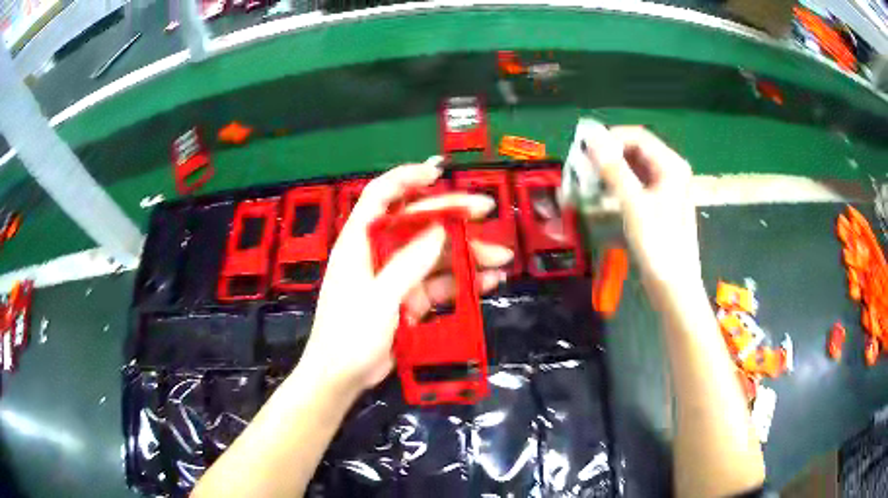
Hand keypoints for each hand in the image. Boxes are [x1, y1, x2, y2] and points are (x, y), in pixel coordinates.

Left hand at [298, 157, 512, 392]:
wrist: (343, 377)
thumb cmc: (349, 336)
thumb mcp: (378, 299)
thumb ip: (408, 265)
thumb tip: (441, 230)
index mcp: (359, 242)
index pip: (380, 196)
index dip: (406, 178)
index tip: (437, 172)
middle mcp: (380, 252)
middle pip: (418, 222)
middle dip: (453, 215)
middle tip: (487, 210)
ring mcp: (398, 276)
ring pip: (436, 254)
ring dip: (468, 253)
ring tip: (501, 258)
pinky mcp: (411, 299)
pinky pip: (441, 284)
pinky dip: (464, 282)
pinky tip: (489, 281)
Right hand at [584, 126, 699, 289]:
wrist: (674, 287)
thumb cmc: (658, 245)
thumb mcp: (634, 205)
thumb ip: (613, 168)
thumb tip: (591, 137)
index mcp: (671, 165)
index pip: (637, 136)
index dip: (610, 138)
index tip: (584, 150)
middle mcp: (671, 171)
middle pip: (636, 150)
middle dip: (609, 154)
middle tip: (583, 166)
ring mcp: (666, 188)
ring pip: (635, 167)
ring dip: (612, 169)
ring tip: (589, 180)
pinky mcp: (659, 204)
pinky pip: (637, 183)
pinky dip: (619, 184)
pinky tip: (604, 193)